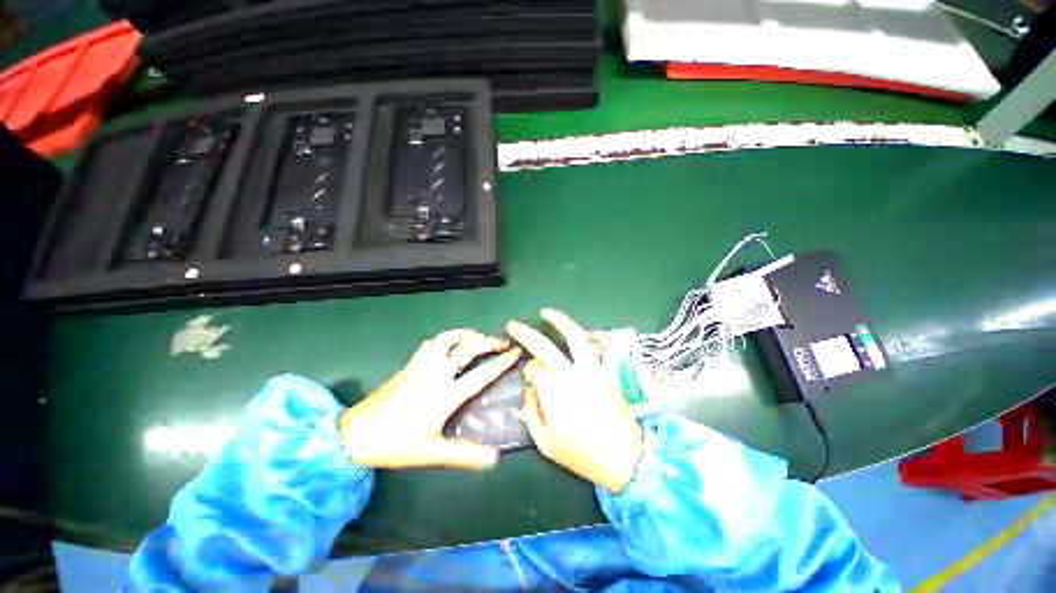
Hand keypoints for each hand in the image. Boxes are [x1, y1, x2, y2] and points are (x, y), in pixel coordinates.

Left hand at [339, 329, 520, 470]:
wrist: (355, 434)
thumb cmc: (396, 444)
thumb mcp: (431, 453)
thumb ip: (464, 455)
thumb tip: (495, 459)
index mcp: (446, 395)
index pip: (481, 373)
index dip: (501, 362)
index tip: (515, 352)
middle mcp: (436, 374)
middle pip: (467, 348)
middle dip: (488, 341)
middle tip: (502, 342)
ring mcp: (421, 366)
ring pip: (447, 339)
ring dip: (466, 334)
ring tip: (478, 336)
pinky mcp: (409, 364)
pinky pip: (430, 344)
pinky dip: (444, 339)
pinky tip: (447, 345)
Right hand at [507, 309, 642, 493]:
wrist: (623, 460)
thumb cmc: (581, 455)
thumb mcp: (545, 444)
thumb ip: (530, 413)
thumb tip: (529, 389)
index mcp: (552, 393)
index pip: (532, 369)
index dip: (529, 372)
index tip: (532, 379)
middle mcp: (569, 375)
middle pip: (543, 346)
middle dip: (525, 333)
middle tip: (514, 325)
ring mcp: (592, 370)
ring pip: (575, 337)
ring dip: (559, 320)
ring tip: (546, 312)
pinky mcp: (608, 372)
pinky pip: (605, 348)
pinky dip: (599, 336)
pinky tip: (589, 332)